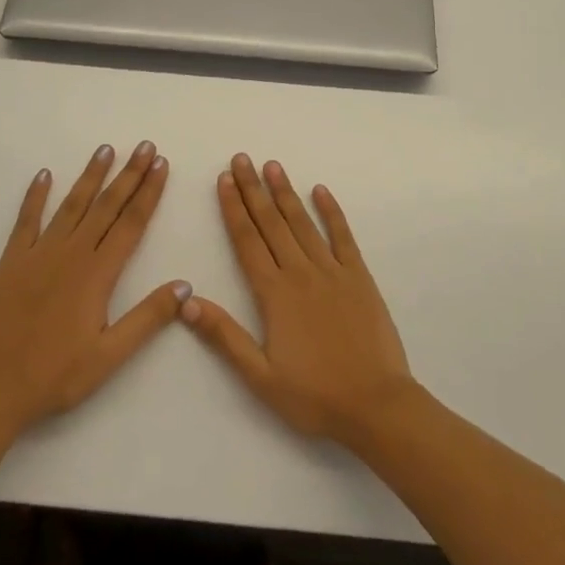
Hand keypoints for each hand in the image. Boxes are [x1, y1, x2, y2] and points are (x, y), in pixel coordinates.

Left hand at [0, 141, 189, 437]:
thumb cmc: (55, 376)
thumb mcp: (109, 357)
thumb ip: (147, 318)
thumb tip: (184, 285)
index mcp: (98, 274)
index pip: (131, 223)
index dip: (149, 192)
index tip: (161, 165)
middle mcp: (71, 254)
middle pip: (106, 206)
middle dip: (129, 174)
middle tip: (145, 146)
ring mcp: (39, 254)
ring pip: (71, 205)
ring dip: (90, 176)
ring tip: (106, 149)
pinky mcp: (11, 261)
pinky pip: (26, 221)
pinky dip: (35, 196)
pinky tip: (44, 175)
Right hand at [182, 154, 414, 447]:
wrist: (376, 405)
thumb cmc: (314, 397)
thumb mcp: (261, 377)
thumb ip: (224, 336)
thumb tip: (187, 301)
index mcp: (275, 295)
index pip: (247, 241)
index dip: (234, 209)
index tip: (224, 180)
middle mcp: (301, 273)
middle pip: (271, 223)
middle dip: (253, 189)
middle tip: (241, 159)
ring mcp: (333, 271)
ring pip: (303, 223)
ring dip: (285, 192)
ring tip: (272, 165)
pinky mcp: (359, 276)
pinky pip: (342, 236)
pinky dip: (331, 212)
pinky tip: (321, 190)